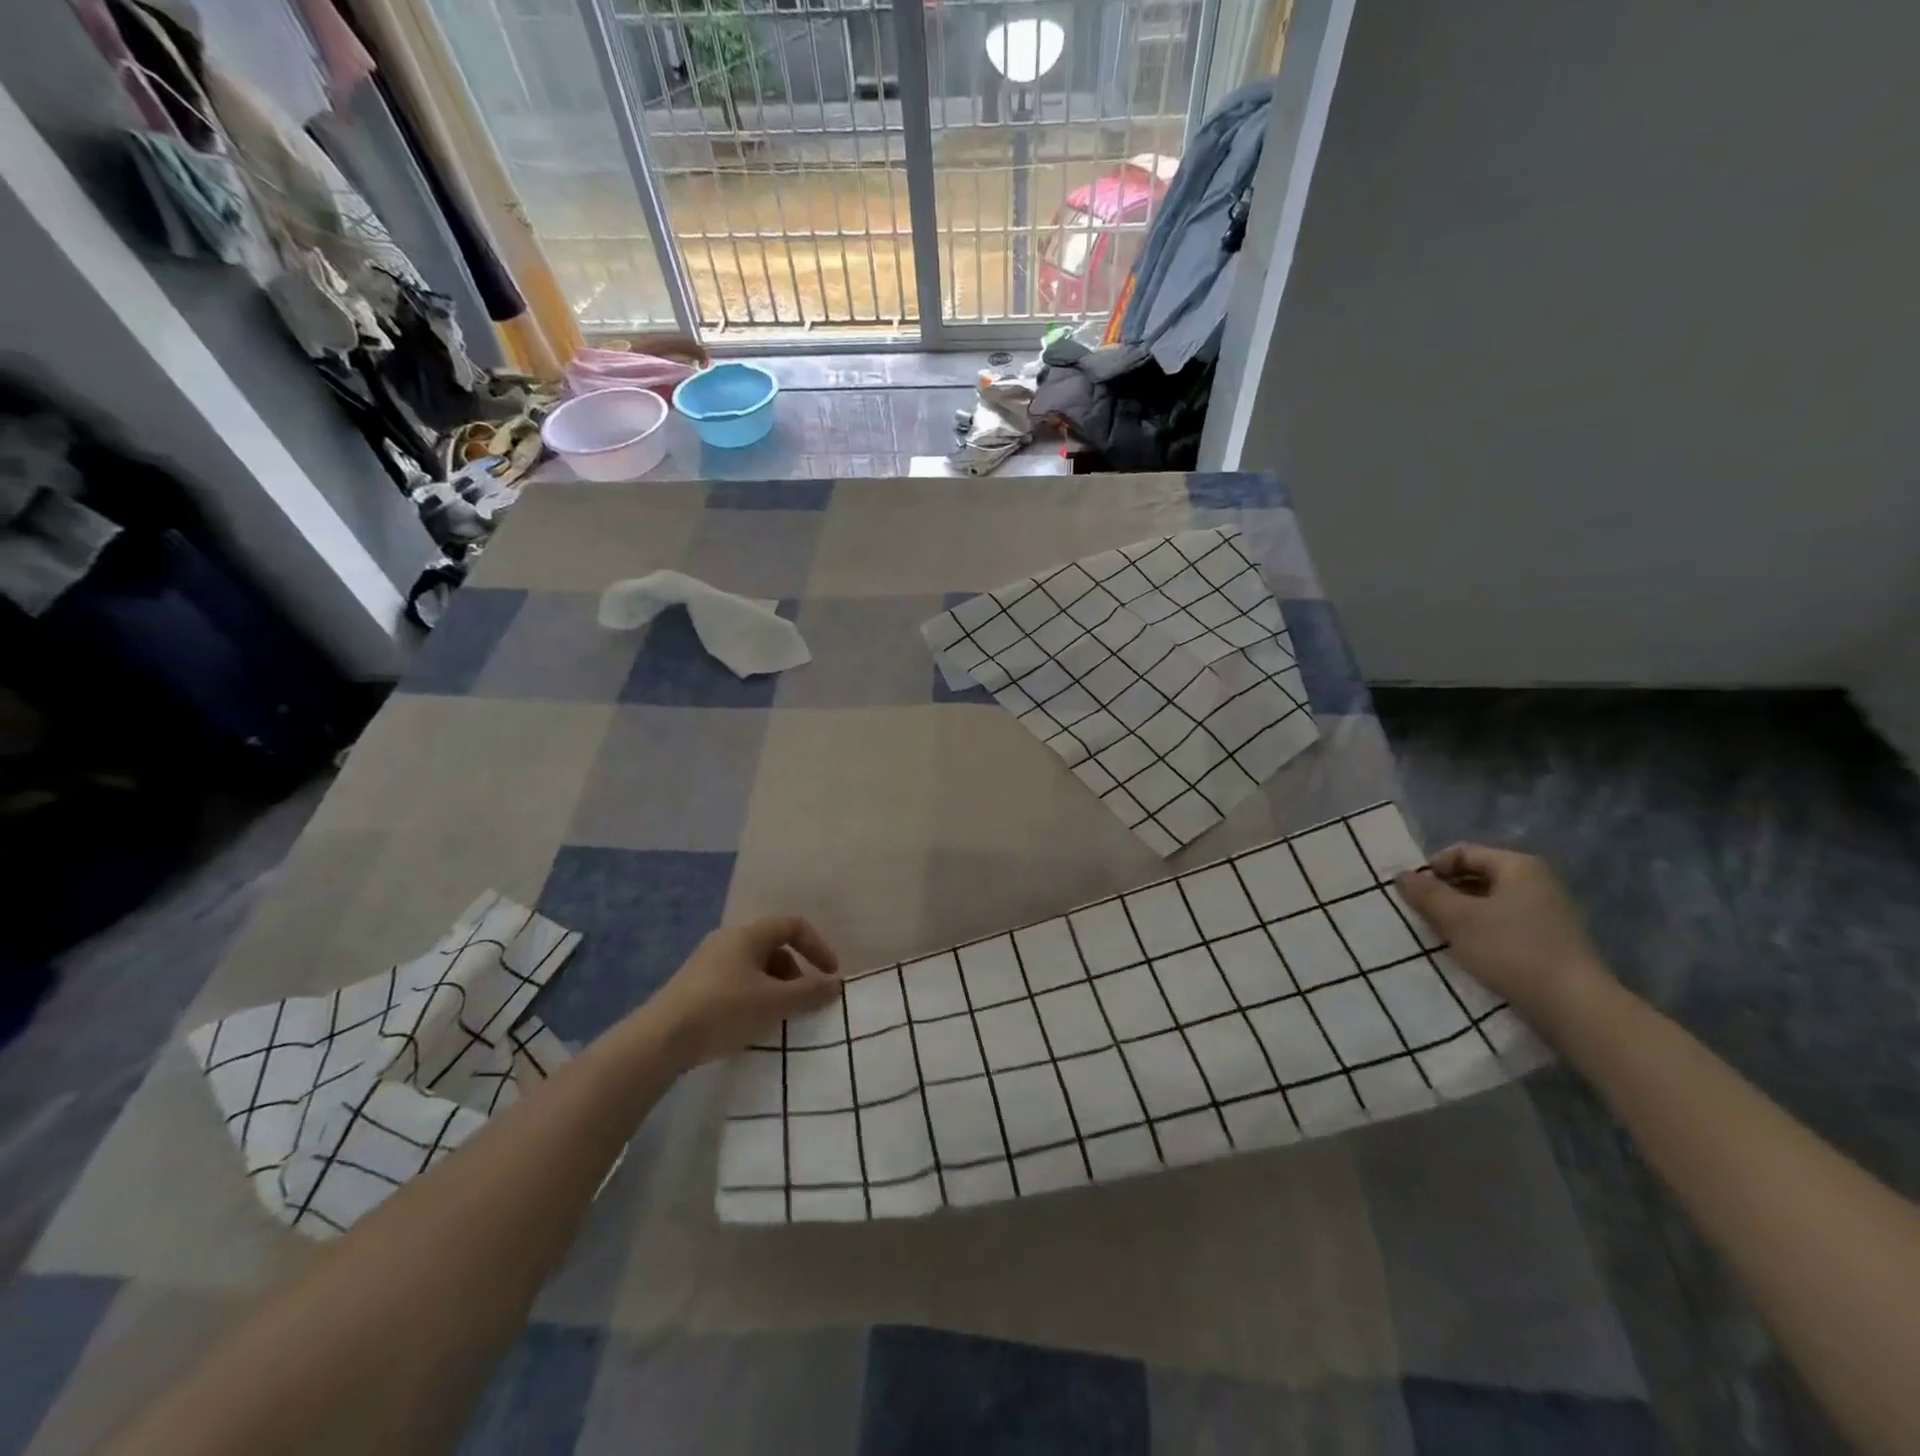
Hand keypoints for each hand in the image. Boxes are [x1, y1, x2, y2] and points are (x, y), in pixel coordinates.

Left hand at [645, 917, 841, 1067]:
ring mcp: (707, 962)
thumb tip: (836, 984)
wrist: (660, 1039)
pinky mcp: (694, 985)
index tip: (830, 975)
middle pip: (774, 946)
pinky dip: (753, 996)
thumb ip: (810, 993)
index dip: (818, 946)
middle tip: (803, 1000)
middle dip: (795, 972)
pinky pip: (735, 981)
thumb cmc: (724, 1010)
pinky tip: (750, 1024)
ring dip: (775, 986)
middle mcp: (728, 940)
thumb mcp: (774, 1003)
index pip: (793, 925)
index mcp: (748, 934)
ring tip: (778, 1016)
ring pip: (754, 966)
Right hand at [1395, 844, 1615, 1028]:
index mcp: (1518, 866)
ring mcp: (1548, 912)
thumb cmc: (1511, 949)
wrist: (1573, 1005)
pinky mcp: (1550, 940)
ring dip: (1461, 913)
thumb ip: (1426, 893)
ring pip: (1489, 902)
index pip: (1463, 852)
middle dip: (1446, 892)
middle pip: (1477, 875)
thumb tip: (1401, 875)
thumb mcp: (1457, 918)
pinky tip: (1469, 950)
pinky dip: (1481, 930)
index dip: (1433, 868)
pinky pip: (1504, 923)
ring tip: (1442, 934)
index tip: (1414, 893)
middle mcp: (1537, 882)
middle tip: (1422, 913)